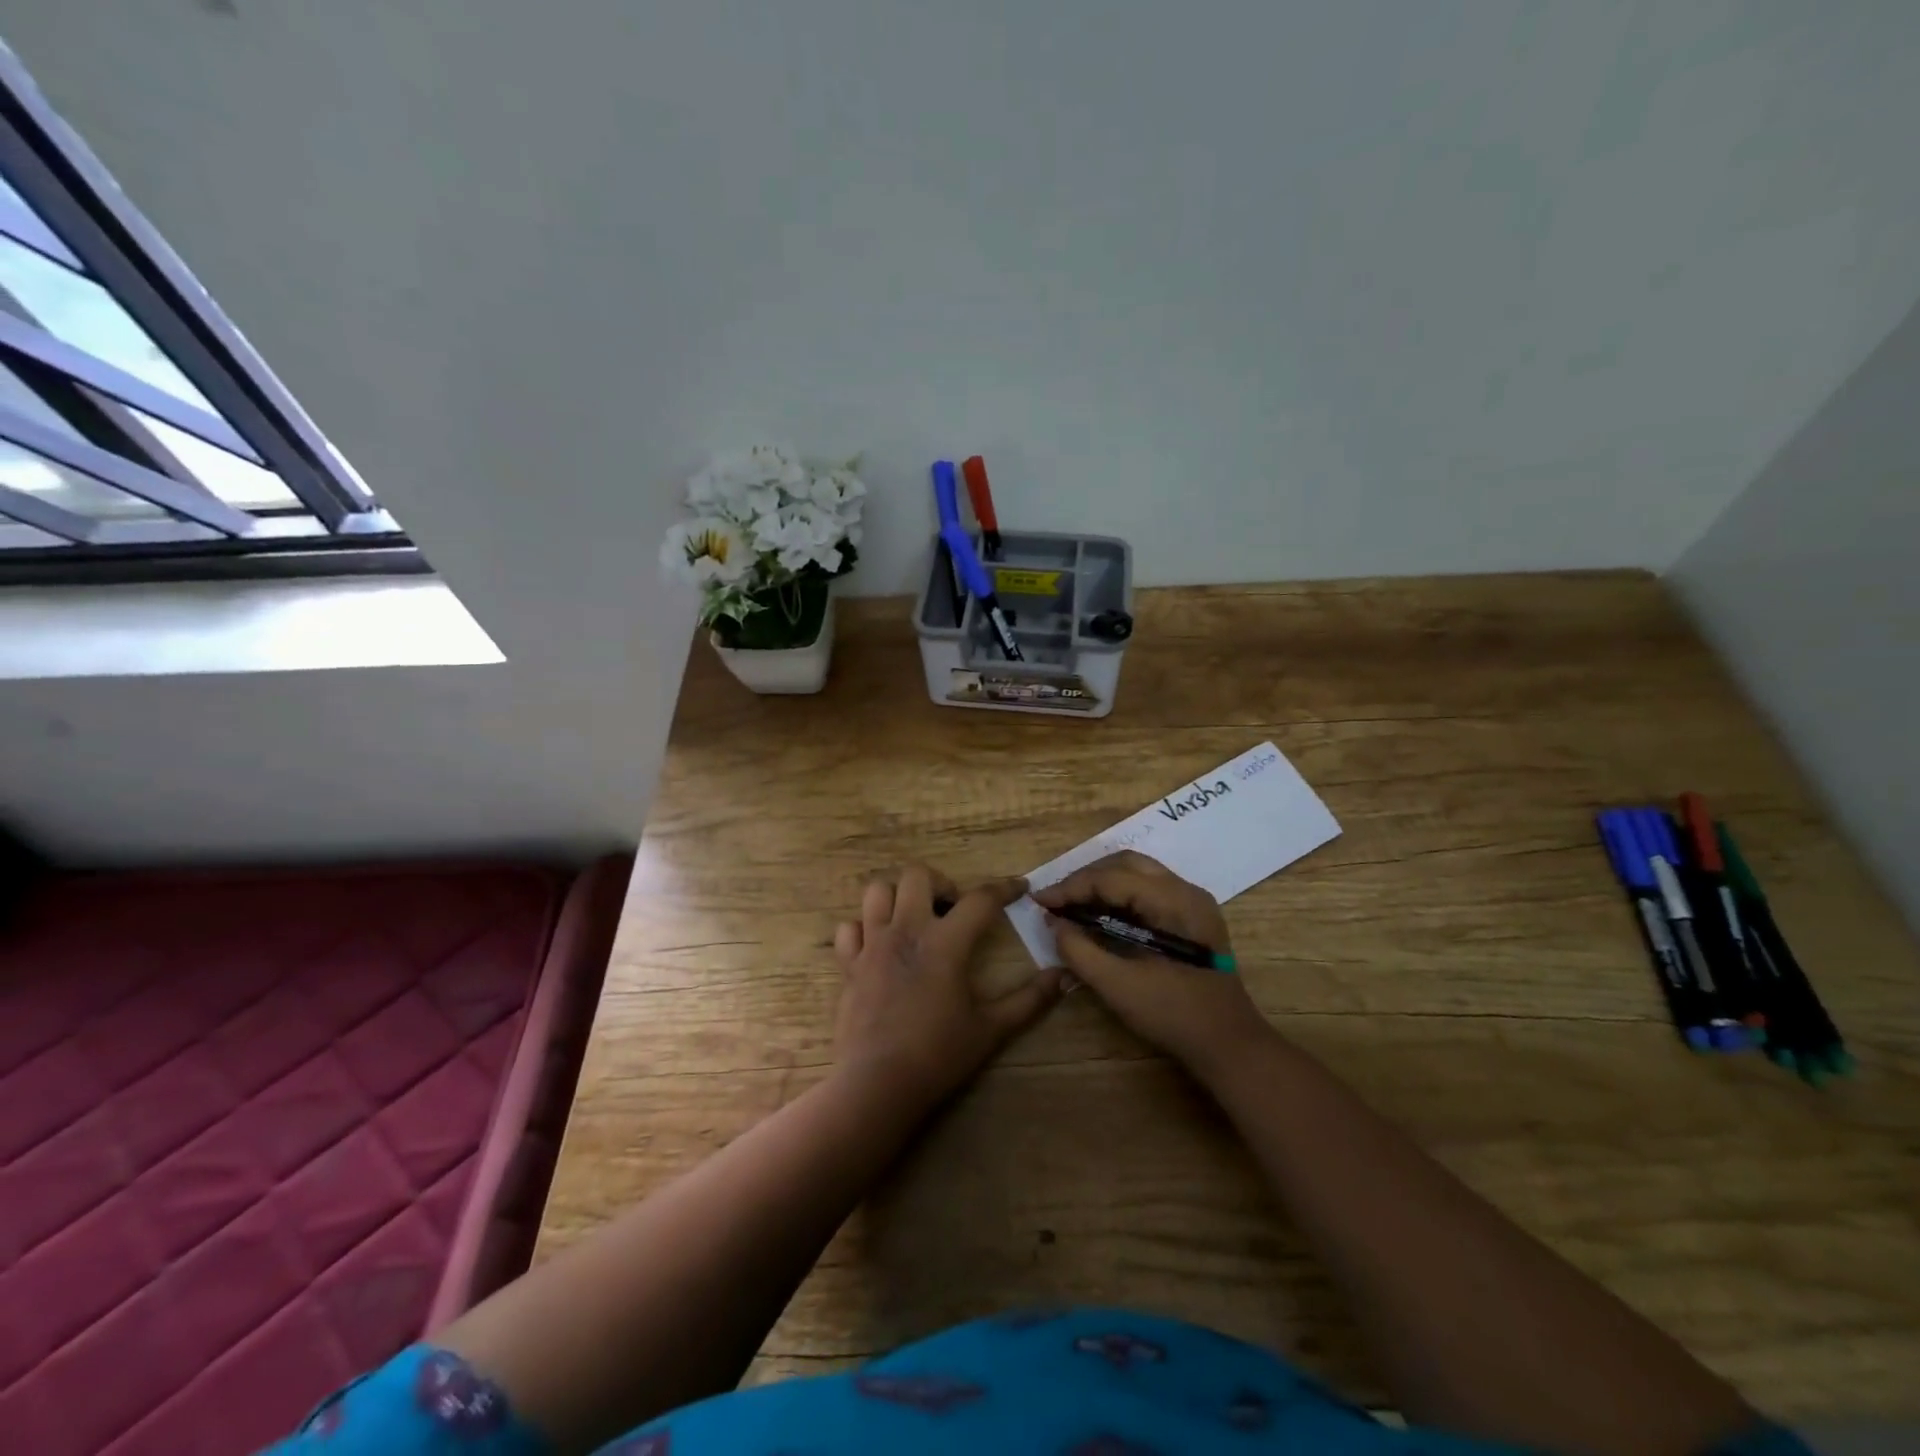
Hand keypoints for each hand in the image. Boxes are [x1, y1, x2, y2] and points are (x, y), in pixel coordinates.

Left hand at [833, 865, 1063, 1109]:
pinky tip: (878, 946)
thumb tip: (1063, 977)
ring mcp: (872, 945)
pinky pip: (849, 929)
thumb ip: (1030, 1000)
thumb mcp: (992, 1029)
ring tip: (913, 918)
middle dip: (940, 883)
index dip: (1004, 888)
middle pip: (917, 875)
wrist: (877, 1084)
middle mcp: (906, 931)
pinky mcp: (849, 965)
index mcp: (945, 942)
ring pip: (877, 892)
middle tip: (952, 909)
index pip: (981, 899)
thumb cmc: (939, 1054)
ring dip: (897, 897)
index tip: (1019, 887)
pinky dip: (863, 929)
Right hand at [1035, 851, 1273, 1081]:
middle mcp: (1185, 890)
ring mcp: (1191, 902)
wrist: (1229, 1046)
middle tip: (1056, 901)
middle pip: (1125, 864)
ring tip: (1072, 905)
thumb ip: (1080, 951)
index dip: (1071, 887)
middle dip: (1086, 879)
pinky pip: (1148, 890)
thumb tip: (1054, 924)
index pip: (1111, 878)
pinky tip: (1099, 915)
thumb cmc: (1174, 1015)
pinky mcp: (1191, 917)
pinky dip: (1119, 896)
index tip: (1039, 902)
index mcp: (1173, 901)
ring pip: (1137, 873)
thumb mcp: (1119, 986)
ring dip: (1101, 884)